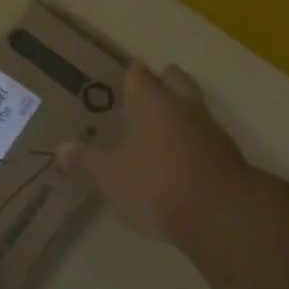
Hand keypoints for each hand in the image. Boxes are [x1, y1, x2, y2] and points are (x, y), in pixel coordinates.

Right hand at [56, 61, 247, 245]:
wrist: (219, 213)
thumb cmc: (155, 183)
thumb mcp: (110, 176)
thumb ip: (87, 160)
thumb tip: (61, 148)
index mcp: (151, 102)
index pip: (138, 75)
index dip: (129, 76)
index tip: (120, 80)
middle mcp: (183, 106)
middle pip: (176, 81)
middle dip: (164, 82)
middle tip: (147, 92)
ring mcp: (210, 129)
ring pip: (194, 108)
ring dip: (180, 113)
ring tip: (160, 128)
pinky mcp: (227, 155)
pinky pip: (204, 137)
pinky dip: (192, 141)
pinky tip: (179, 158)